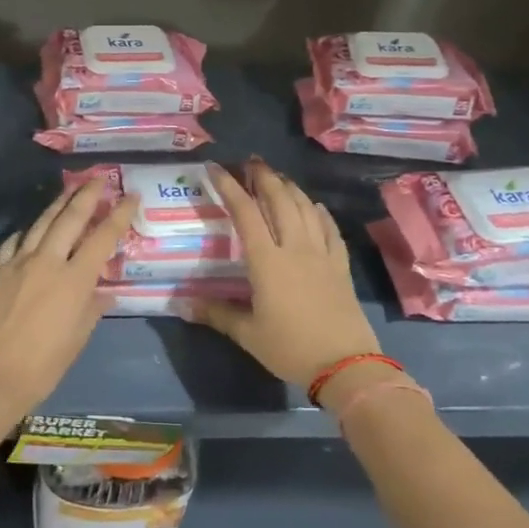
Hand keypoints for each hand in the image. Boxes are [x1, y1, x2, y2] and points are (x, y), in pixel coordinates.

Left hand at [0, 177, 137, 418]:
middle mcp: (47, 261)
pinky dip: (27, 232)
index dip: (119, 214)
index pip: (103, 238)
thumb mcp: (76, 340)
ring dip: (58, 204)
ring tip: (70, 189)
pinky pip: (14, 241)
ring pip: (41, 223)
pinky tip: (31, 229)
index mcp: (74, 280)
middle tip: (100, 177)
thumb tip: (103, 292)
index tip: (131, 196)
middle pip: (70, 218)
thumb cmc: (41, 367)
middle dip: (88, 194)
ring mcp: (17, 262)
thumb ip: (91, 310)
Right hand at [186, 159, 381, 389]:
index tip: (215, 168)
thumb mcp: (248, 334)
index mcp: (267, 260)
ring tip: (277, 177)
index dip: (229, 187)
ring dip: (290, 188)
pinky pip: (329, 230)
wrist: (347, 365)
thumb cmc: (290, 347)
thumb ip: (216, 314)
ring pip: (305, 209)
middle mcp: (294, 248)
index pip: (244, 213)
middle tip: (250, 162)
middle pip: (279, 201)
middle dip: (263, 177)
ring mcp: (321, 254)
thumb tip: (182, 304)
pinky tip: (315, 206)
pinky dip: (319, 213)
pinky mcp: (340, 266)